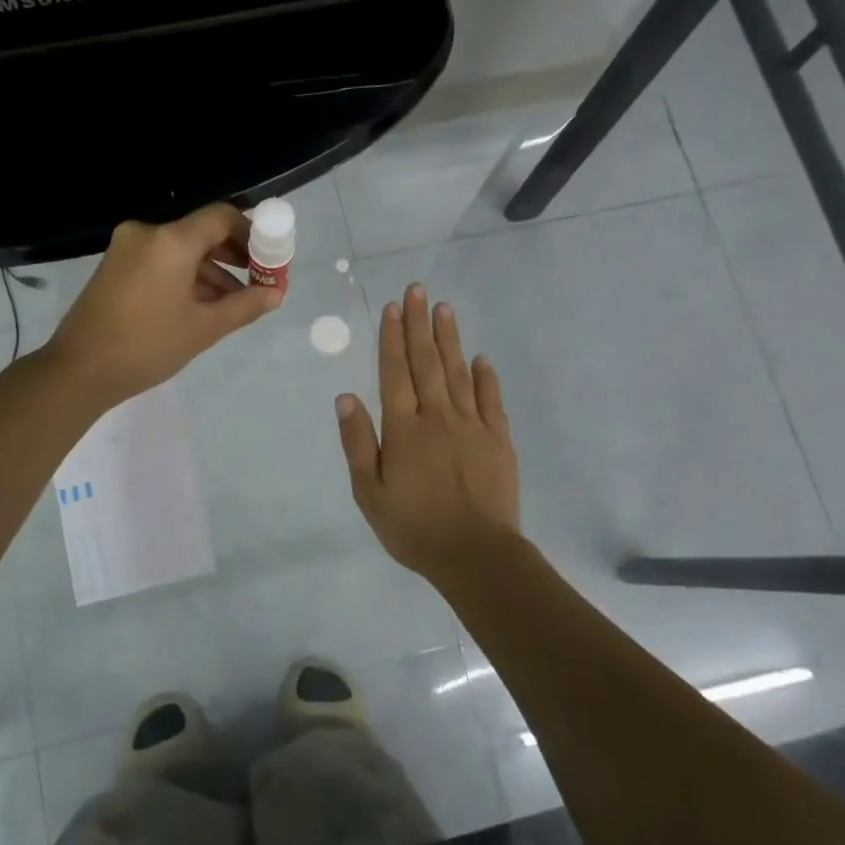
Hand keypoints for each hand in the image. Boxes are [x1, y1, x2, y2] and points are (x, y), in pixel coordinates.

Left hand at [48, 204, 282, 407]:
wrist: (79, 370)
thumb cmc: (147, 346)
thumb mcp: (204, 328)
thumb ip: (245, 306)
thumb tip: (275, 294)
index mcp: (171, 241)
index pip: (221, 217)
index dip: (252, 232)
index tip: (270, 257)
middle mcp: (147, 233)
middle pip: (201, 231)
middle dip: (234, 254)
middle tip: (259, 280)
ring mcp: (127, 249)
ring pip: (181, 249)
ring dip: (211, 270)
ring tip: (236, 301)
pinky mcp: (116, 266)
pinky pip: (161, 261)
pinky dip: (185, 276)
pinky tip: (203, 304)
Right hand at [335, 285, 520, 581]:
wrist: (475, 555)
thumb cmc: (413, 527)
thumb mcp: (369, 492)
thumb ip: (358, 442)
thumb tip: (346, 397)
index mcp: (404, 429)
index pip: (395, 372)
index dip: (392, 338)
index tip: (392, 307)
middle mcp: (437, 417)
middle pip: (427, 362)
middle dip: (419, 324)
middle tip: (417, 290)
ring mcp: (472, 426)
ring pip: (458, 373)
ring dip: (450, 339)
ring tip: (444, 309)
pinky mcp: (498, 440)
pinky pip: (491, 400)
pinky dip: (485, 377)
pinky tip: (481, 358)